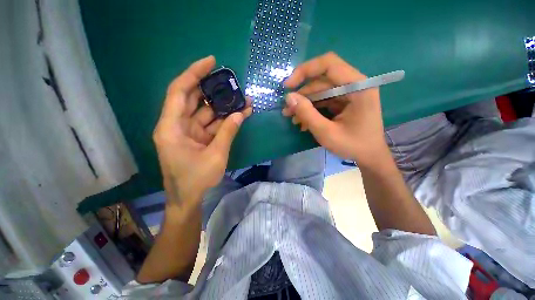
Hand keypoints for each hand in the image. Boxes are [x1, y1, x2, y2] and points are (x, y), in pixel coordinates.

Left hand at [153, 56, 251, 206]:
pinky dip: (224, 120)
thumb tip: (241, 115)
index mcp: (171, 128)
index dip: (194, 74)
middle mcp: (177, 126)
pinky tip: (239, 115)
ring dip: (224, 107)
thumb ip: (228, 133)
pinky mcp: (198, 139)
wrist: (188, 199)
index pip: (179, 92)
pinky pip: (211, 125)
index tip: (211, 62)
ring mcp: (188, 132)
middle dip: (213, 89)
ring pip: (206, 113)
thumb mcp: (215, 156)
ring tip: (242, 99)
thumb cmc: (196, 180)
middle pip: (193, 99)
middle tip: (231, 81)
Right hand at [282, 52, 387, 163]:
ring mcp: (349, 93)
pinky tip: (303, 121)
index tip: (288, 86)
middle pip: (322, 80)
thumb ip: (307, 114)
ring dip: (304, 104)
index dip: (305, 71)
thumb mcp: (326, 132)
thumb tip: (289, 97)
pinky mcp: (344, 102)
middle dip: (302, 95)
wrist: (369, 156)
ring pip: (320, 91)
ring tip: (292, 118)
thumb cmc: (352, 146)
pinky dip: (311, 109)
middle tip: (287, 110)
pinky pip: (323, 100)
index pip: (329, 65)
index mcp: (358, 87)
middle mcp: (354, 85)